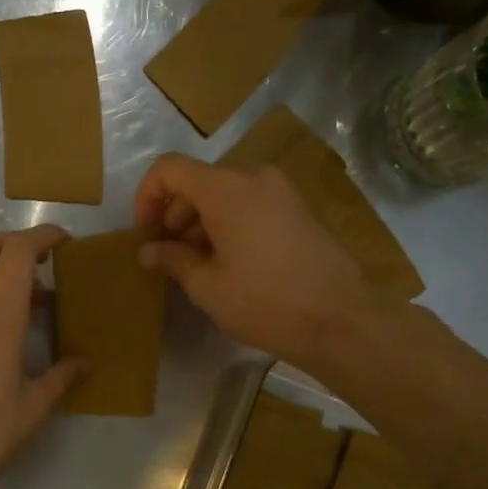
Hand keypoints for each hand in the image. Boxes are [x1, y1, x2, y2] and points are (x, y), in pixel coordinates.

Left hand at [0, 225, 84, 488]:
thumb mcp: (32, 409)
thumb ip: (61, 377)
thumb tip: (86, 363)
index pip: (17, 252)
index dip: (42, 236)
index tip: (66, 243)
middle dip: (16, 241)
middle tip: (46, 261)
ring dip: (2, 268)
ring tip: (37, 300)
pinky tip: (11, 326)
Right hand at [135, 154, 379, 369]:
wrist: (341, 320)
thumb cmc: (265, 302)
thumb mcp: (208, 286)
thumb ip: (172, 259)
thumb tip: (148, 250)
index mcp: (225, 189)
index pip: (169, 168)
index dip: (147, 196)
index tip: (146, 233)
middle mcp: (253, 177)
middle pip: (198, 180)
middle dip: (175, 213)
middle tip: (168, 255)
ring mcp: (281, 190)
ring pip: (225, 192)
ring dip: (201, 220)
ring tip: (197, 263)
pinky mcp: (298, 207)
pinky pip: (250, 202)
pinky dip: (229, 221)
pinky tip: (229, 260)